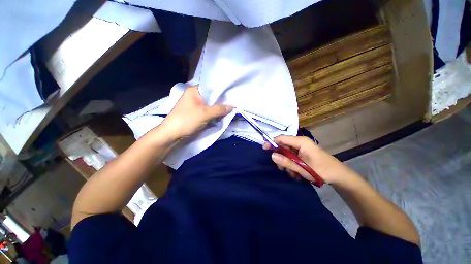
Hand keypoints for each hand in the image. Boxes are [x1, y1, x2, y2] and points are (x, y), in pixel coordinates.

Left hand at [160, 86, 232, 139]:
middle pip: (211, 97)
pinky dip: (214, 113)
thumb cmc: (187, 120)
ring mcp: (195, 105)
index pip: (211, 87)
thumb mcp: (204, 114)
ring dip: (218, 108)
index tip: (232, 94)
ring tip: (230, 108)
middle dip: (221, 101)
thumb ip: (219, 109)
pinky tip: (222, 114)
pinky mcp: (196, 113)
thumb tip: (232, 106)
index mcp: (194, 91)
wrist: (172, 135)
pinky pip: (208, 111)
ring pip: (210, 105)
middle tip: (233, 102)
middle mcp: (195, 96)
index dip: (222, 91)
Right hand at [263, 136, 354, 184]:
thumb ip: (286, 161)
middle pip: (283, 146)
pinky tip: (296, 173)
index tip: (264, 149)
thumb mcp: (302, 167)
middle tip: (282, 168)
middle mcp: (300, 142)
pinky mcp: (303, 154)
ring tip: (292, 173)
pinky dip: (291, 165)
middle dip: (281, 157)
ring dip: (286, 163)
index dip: (272, 142)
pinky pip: (292, 157)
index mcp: (300, 141)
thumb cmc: (321, 170)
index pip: (281, 138)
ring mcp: (301, 148)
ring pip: (287, 153)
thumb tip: (272, 156)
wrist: (338, 175)